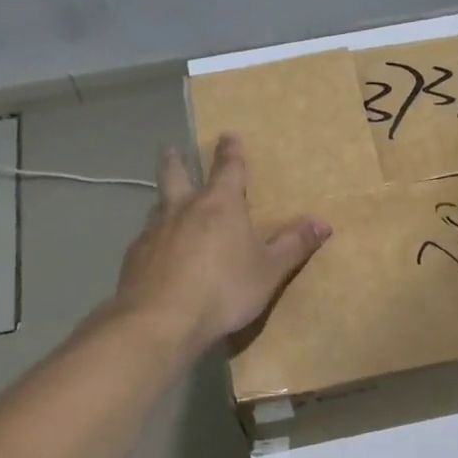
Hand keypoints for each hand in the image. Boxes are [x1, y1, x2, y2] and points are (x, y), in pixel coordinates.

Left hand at [113, 135, 331, 355]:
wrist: (160, 321)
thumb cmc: (223, 290)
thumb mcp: (268, 271)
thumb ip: (293, 245)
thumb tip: (323, 222)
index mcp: (220, 204)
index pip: (228, 167)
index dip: (230, 151)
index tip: (227, 136)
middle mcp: (184, 208)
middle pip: (175, 174)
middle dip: (176, 160)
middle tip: (171, 149)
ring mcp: (155, 231)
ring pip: (158, 205)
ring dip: (163, 200)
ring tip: (165, 204)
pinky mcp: (134, 257)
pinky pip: (146, 239)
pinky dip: (154, 239)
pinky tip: (156, 253)